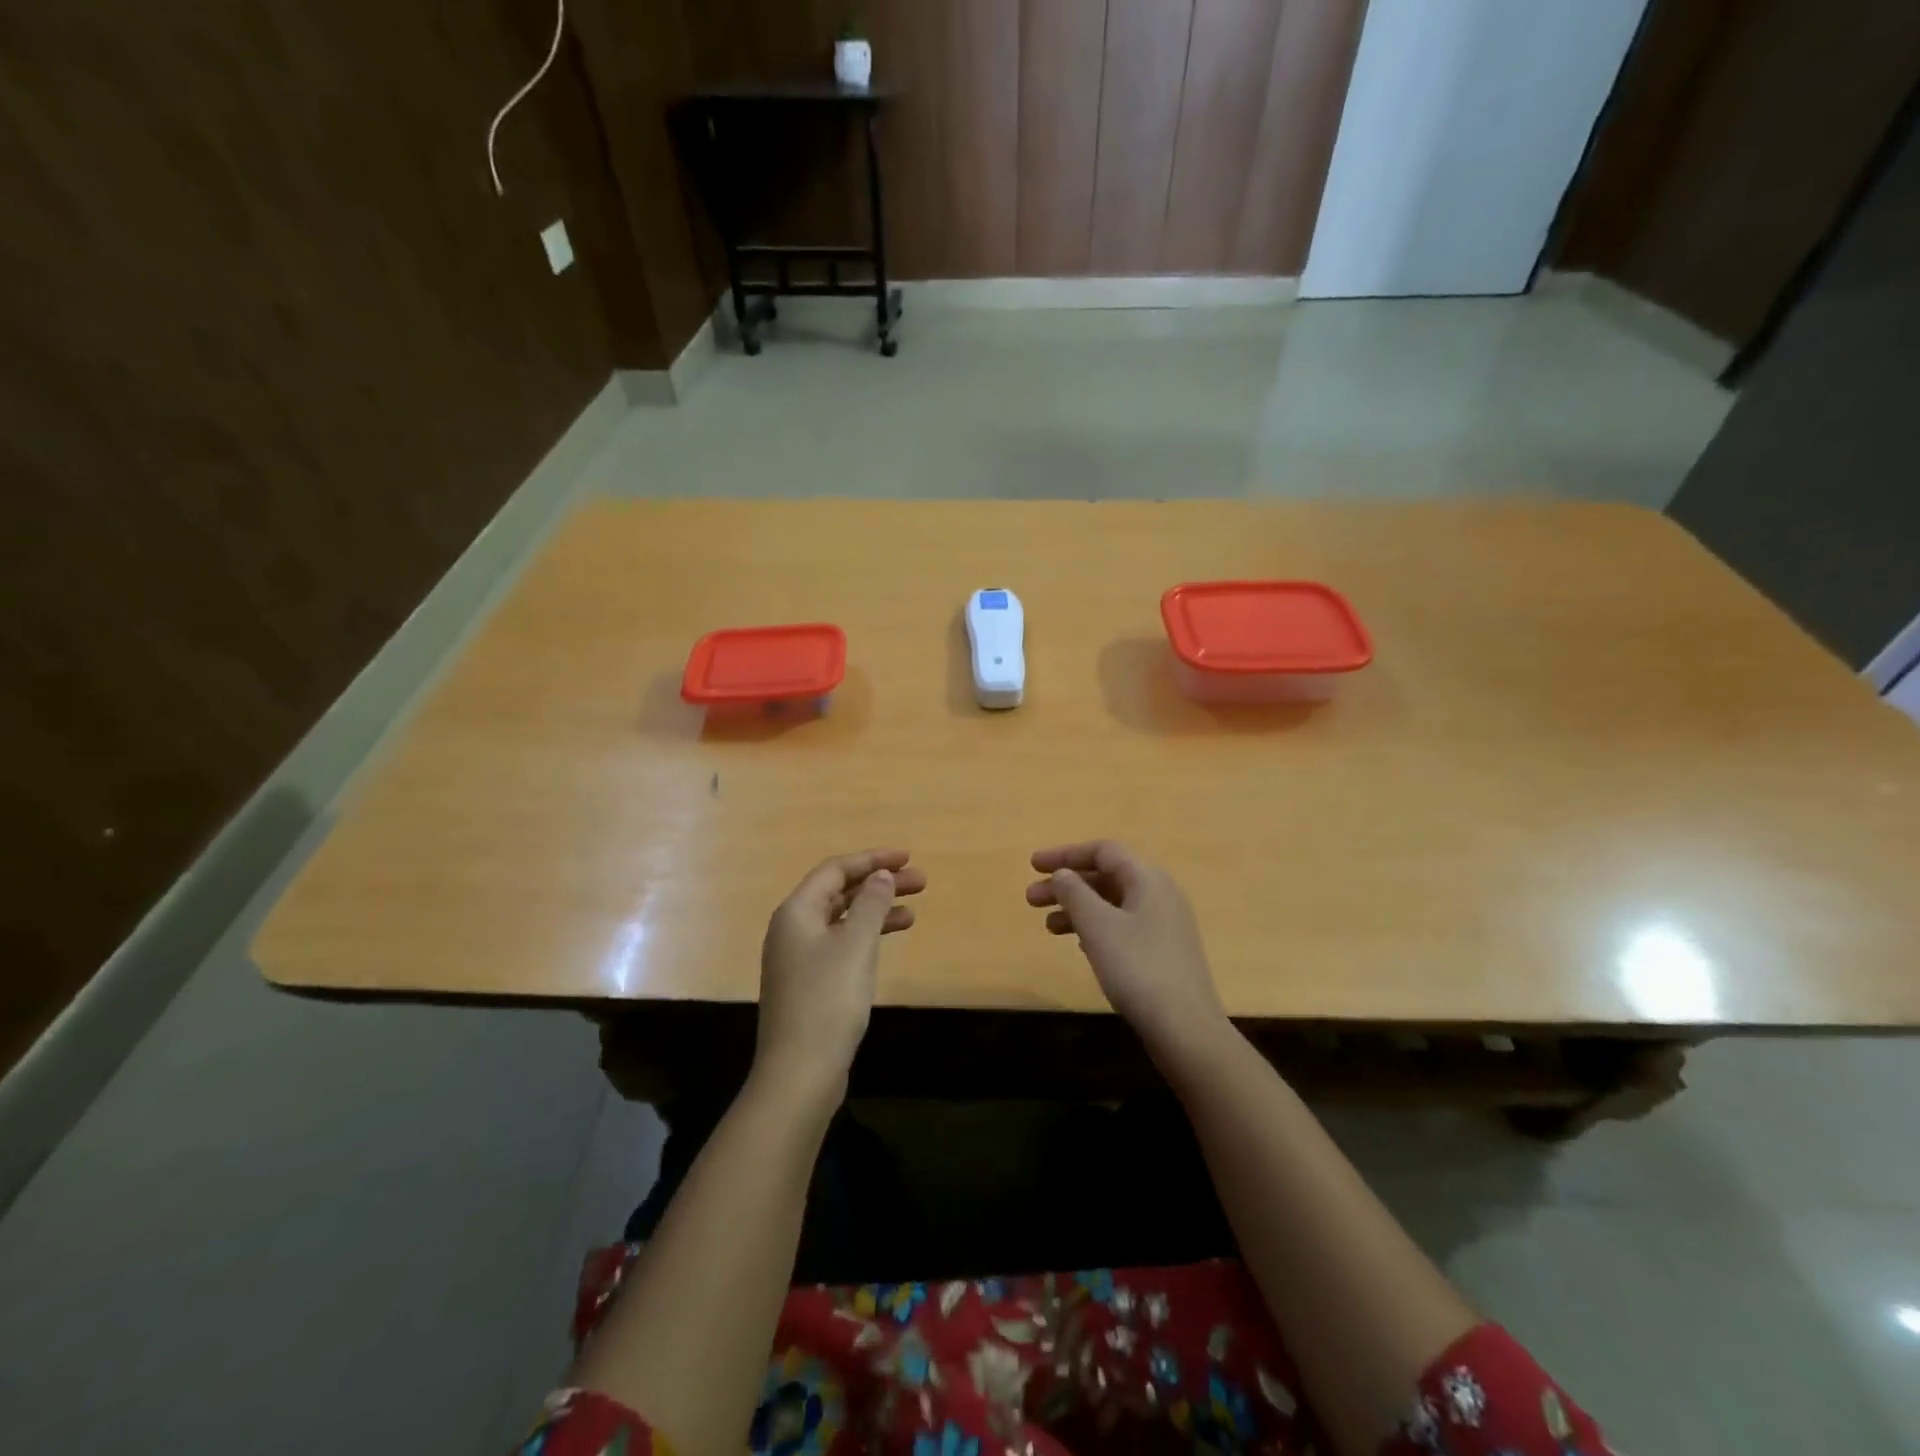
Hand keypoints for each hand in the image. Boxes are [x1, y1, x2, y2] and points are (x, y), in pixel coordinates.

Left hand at [754, 848, 925, 1101]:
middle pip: (839, 892)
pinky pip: (841, 943)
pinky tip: (889, 944)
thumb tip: (880, 875)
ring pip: (843, 919)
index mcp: (797, 912)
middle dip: (879, 883)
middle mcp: (793, 928)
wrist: (799, 1072)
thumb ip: (871, 904)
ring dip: (876, 910)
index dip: (872, 859)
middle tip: (921, 881)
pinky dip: (867, 936)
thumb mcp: (855, 945)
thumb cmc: (828, 1000)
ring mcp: (799, 957)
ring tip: (914, 911)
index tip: (907, 858)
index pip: (836, 869)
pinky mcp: (809, 982)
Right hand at [1027, 840, 1229, 1063]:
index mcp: (1148, 879)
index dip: (1066, 854)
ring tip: (1047, 926)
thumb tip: (1063, 874)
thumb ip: (1075, 893)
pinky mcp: (1162, 952)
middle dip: (1066, 884)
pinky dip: (1095, 928)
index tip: (1033, 865)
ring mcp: (1163, 925)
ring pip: (1111, 904)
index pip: (1103, 851)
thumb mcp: (1098, 926)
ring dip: (1077, 909)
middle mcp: (1159, 895)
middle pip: (1106, 877)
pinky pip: (1121, 926)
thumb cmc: (1138, 968)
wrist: (1186, 1030)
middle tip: (1031, 899)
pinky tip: (1078, 945)